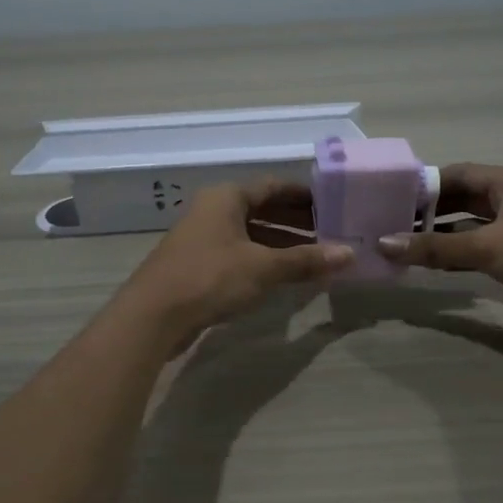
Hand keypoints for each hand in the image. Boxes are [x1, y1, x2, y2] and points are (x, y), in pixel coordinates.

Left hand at [118, 180, 351, 352]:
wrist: (153, 315)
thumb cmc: (210, 278)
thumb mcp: (263, 267)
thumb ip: (306, 260)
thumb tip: (349, 254)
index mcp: (227, 197)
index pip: (274, 186)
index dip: (305, 195)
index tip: (334, 205)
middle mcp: (214, 210)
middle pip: (263, 209)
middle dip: (297, 221)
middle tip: (332, 233)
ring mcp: (203, 238)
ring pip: (251, 234)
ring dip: (282, 244)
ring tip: (316, 257)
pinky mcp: (199, 265)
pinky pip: (240, 254)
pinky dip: (264, 261)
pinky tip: (285, 277)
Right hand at [377, 164, 502, 333]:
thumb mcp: (490, 248)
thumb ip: (437, 246)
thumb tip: (385, 243)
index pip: (456, 174)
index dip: (423, 185)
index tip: (389, 200)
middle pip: (461, 200)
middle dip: (428, 213)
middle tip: (389, 227)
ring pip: (470, 227)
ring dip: (441, 237)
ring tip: (402, 248)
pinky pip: (482, 250)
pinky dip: (459, 256)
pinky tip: (433, 267)